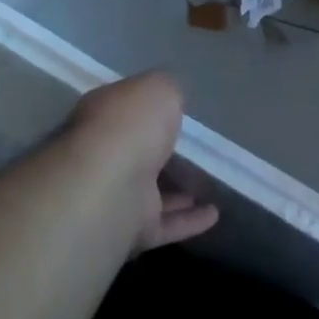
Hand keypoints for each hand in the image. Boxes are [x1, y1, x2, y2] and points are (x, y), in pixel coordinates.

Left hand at [67, 72, 218, 254]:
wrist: (111, 187)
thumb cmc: (131, 125)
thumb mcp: (158, 88)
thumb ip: (168, 92)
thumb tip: (170, 101)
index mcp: (104, 114)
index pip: (125, 108)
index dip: (147, 108)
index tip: (173, 111)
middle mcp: (104, 153)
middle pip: (136, 151)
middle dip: (159, 151)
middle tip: (193, 149)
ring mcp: (116, 195)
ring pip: (150, 191)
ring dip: (177, 190)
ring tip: (208, 182)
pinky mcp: (131, 230)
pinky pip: (165, 224)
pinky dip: (188, 221)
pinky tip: (214, 215)